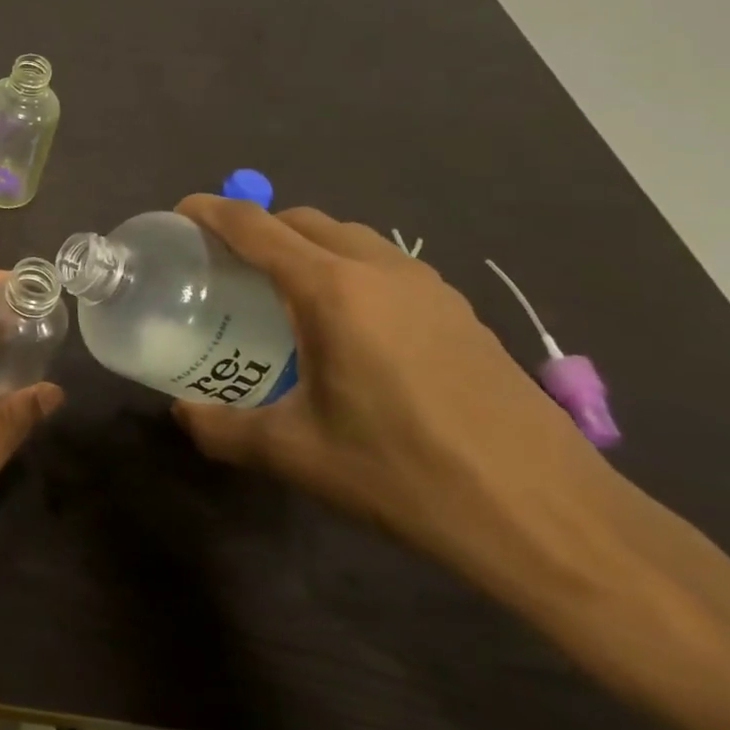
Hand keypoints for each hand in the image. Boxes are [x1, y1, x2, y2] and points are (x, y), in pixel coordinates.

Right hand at [169, 196, 616, 586]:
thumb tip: (183, 416)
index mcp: (332, 291)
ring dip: (305, 244)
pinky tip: (345, 325)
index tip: (178, 215)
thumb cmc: (406, 475)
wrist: (551, 518)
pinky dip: (347, 268)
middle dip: (257, 227)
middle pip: (302, 221)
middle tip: (224, 264)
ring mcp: (429, 288)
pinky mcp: (460, 313)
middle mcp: (379, 271)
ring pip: (350, 237)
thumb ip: (224, 430)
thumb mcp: (296, 456)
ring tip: (280, 291)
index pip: (255, 227)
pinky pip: (385, 264)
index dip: (210, 212)